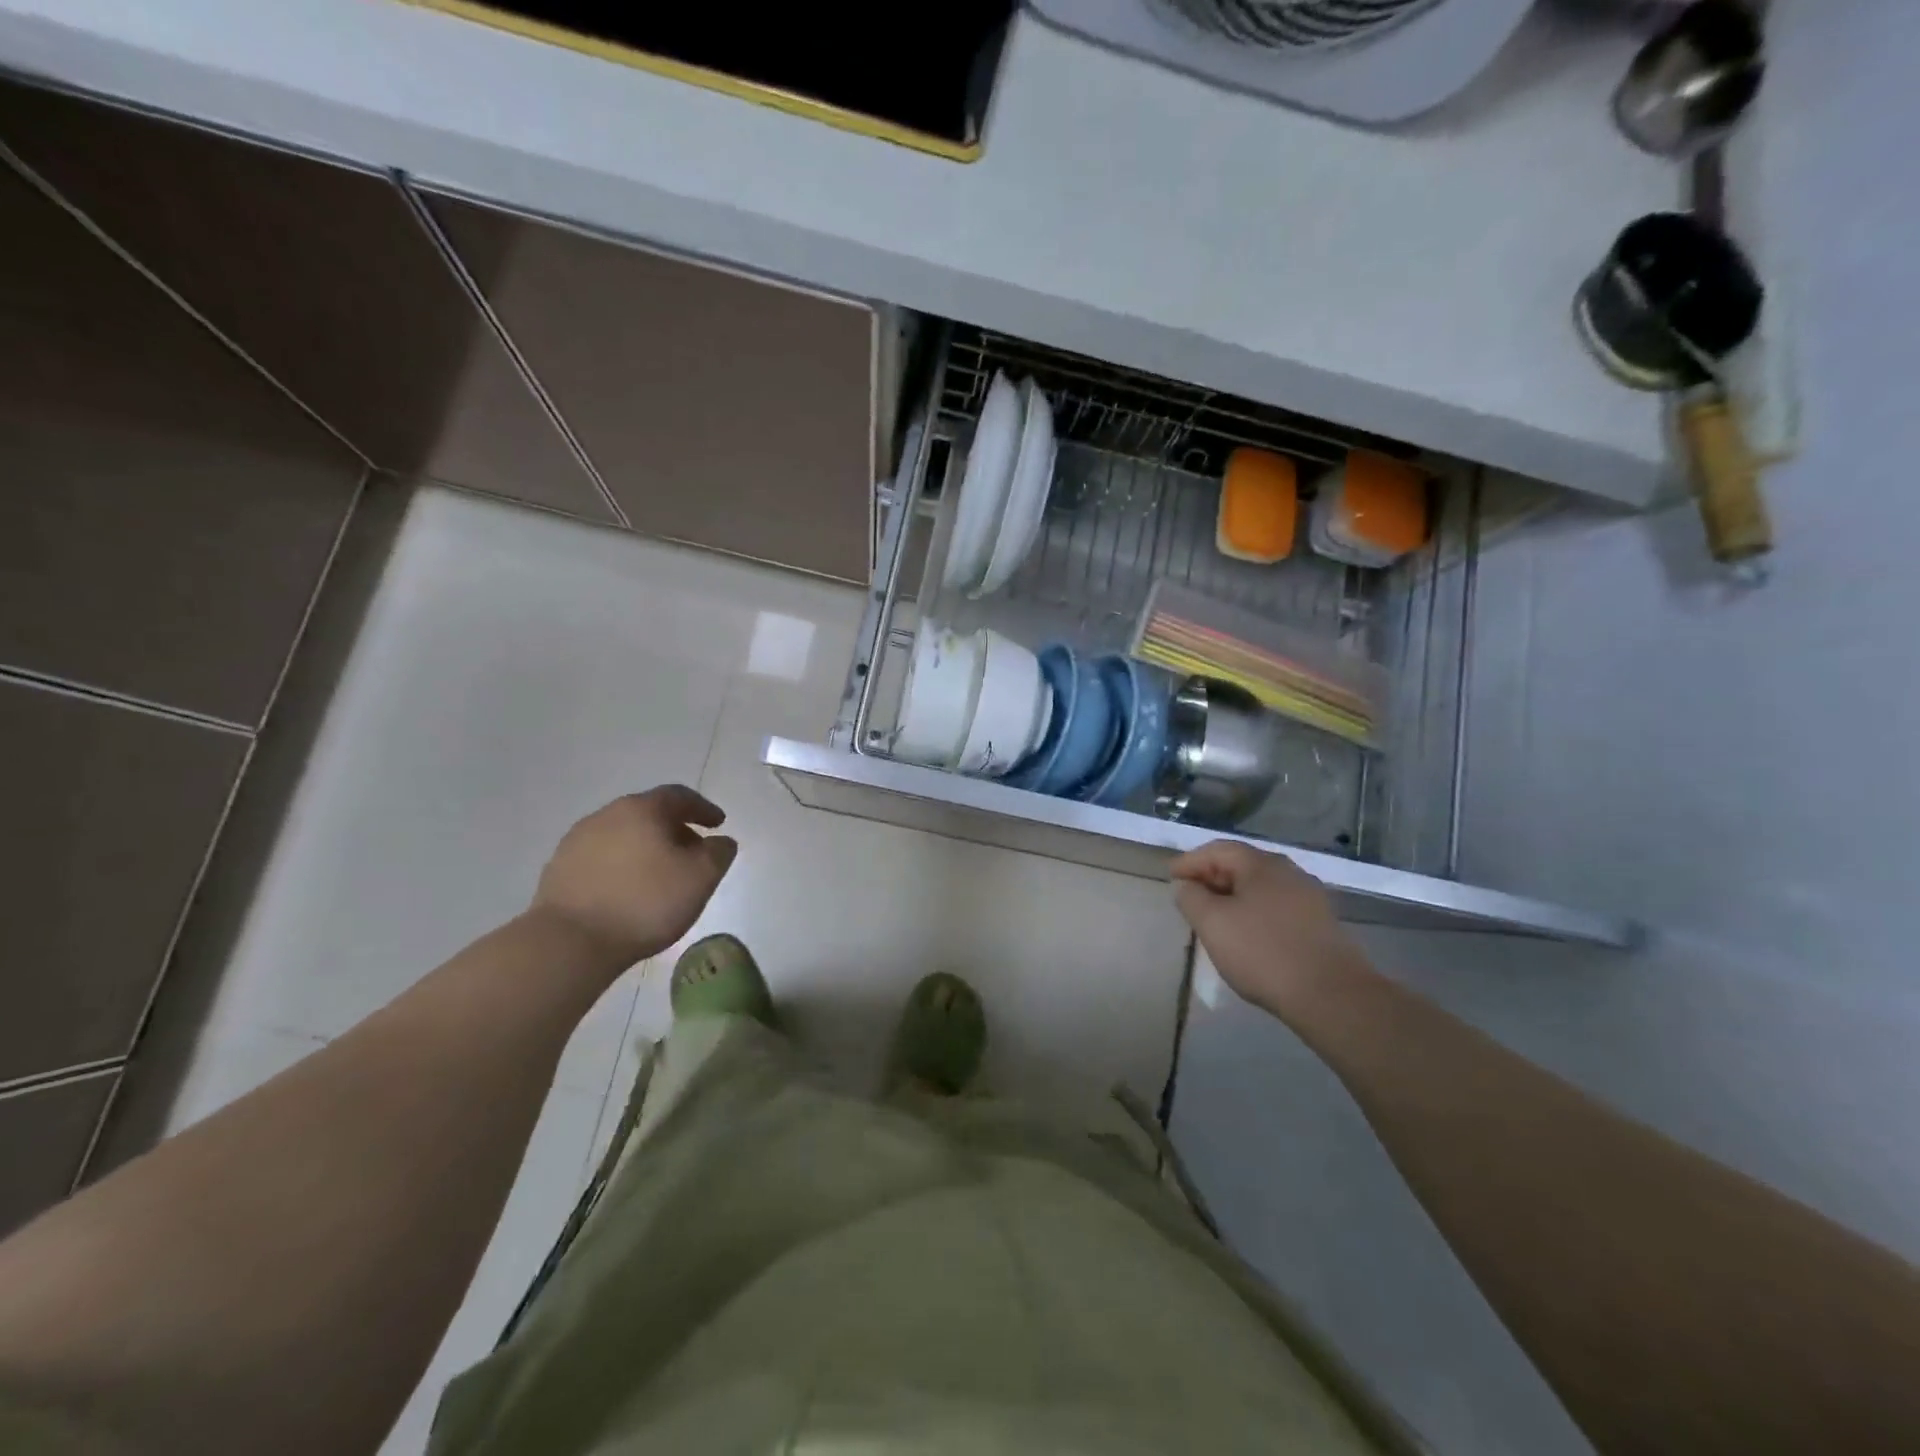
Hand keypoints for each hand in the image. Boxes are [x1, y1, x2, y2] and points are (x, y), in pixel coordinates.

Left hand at [531, 786, 738, 970]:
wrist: (570, 942)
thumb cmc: (645, 902)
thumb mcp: (701, 878)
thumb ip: (719, 853)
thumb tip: (721, 841)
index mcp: (642, 809)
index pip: (679, 796)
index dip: (703, 808)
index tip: (719, 824)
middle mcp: (607, 815)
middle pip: (649, 813)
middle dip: (674, 829)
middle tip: (692, 852)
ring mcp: (577, 841)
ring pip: (623, 835)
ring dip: (646, 848)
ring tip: (660, 875)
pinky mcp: (559, 869)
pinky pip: (602, 858)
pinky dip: (622, 865)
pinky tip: (629, 890)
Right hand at [1170, 840, 1364, 1020]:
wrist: (1331, 995)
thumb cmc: (1263, 952)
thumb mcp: (1212, 923)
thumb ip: (1191, 898)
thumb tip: (1186, 885)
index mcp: (1262, 864)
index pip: (1218, 850)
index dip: (1190, 861)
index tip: (1171, 878)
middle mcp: (1289, 872)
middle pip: (1241, 865)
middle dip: (1211, 877)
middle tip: (1189, 897)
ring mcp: (1310, 898)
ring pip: (1261, 888)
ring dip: (1234, 897)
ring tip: (1215, 917)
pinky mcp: (1321, 924)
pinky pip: (1277, 907)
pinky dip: (1254, 912)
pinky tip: (1247, 934)